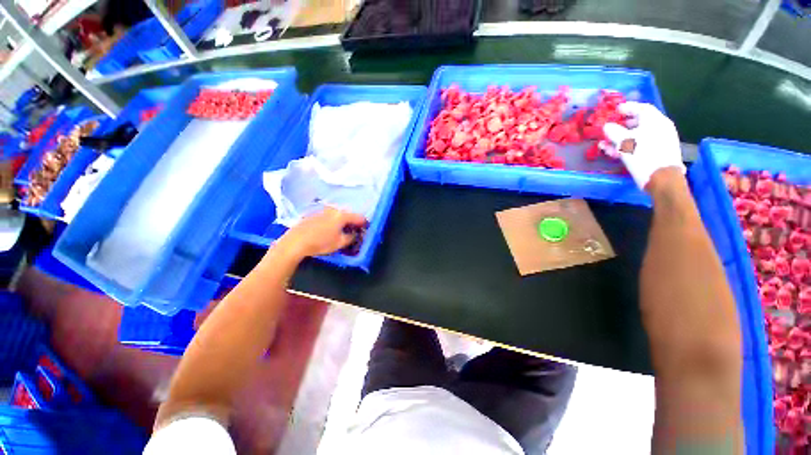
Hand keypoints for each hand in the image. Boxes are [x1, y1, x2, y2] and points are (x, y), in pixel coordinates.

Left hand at [275, 207, 367, 259]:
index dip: (365, 224)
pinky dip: (334, 222)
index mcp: (342, 215)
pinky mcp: (314, 214)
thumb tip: (355, 234)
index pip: (359, 217)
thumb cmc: (320, 242)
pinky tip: (331, 230)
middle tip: (355, 232)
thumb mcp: (340, 243)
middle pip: (349, 214)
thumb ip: (351, 237)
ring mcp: (323, 211)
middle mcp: (333, 210)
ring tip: (343, 232)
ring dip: (343, 222)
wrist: (295, 242)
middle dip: (353, 223)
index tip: (366, 230)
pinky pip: (329, 216)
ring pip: (338, 215)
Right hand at [603, 102, 684, 190]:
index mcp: (655, 120)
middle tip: (610, 127)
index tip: (615, 110)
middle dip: (623, 124)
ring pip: (638, 135)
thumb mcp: (624, 142)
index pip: (641, 108)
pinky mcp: (657, 152)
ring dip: (621, 138)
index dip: (627, 107)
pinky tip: (615, 152)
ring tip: (606, 144)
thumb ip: (614, 132)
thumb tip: (607, 126)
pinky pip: (641, 144)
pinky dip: (628, 146)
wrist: (661, 177)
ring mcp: (660, 140)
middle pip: (640, 121)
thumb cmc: (643, 155)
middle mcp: (660, 127)